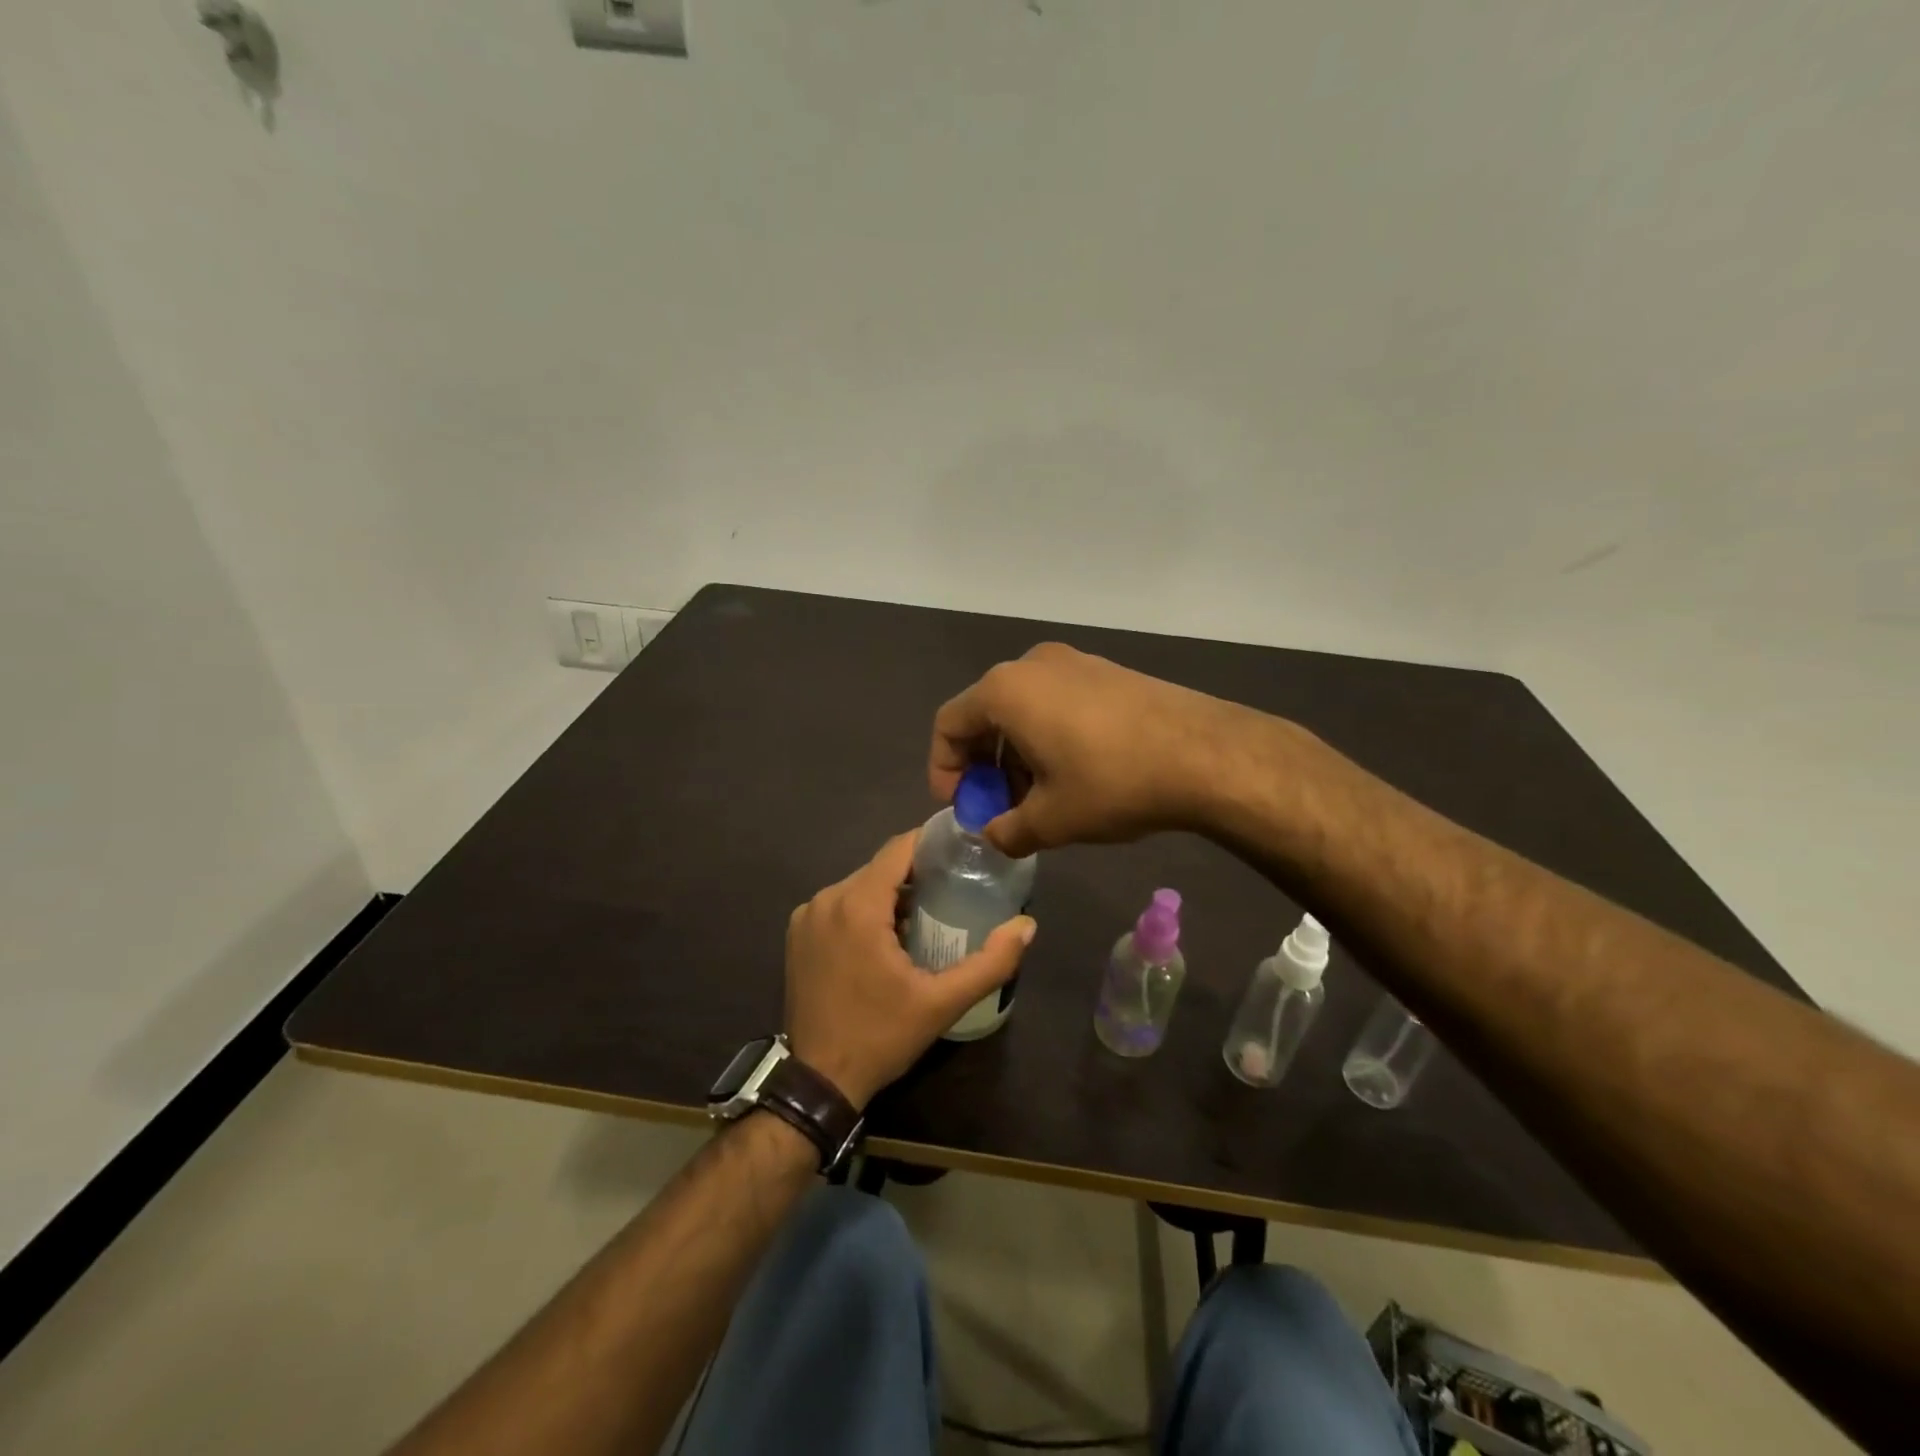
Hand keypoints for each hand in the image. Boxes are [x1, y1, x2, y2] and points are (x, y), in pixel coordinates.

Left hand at [785, 832, 1034, 1109]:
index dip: (931, 844)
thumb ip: (990, 963)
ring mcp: (806, 916)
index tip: (962, 851)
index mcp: (857, 905)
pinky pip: (839, 905)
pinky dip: (864, 910)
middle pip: (880, 868)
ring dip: (889, 894)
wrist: (817, 1080)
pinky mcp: (797, 934)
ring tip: (925, 916)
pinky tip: (886, 938)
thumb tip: (1027, 926)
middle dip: (915, 874)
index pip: (898, 849)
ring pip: (859, 885)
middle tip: (952, 891)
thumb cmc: (881, 1036)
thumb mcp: (942, 1003)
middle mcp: (826, 899)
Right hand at [929, 643, 1254, 857]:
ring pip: (1022, 709)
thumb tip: (994, 836)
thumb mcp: (1051, 820)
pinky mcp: (1105, 670)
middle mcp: (1032, 664)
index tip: (963, 807)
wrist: (1205, 754)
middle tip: (1000, 807)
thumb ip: (1007, 831)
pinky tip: (1072, 773)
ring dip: (1016, 753)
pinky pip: (1055, 701)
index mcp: (1005, 691)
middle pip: (984, 714)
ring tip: (1038, 797)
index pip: (948, 725)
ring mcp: (1073, 662)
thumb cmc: (1112, 782)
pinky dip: (1047, 736)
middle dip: (984, 765)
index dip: (944, 770)